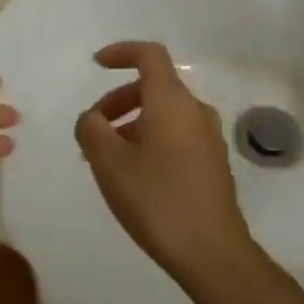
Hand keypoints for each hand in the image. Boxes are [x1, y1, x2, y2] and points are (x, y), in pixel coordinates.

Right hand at [74, 42, 256, 282]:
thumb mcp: (108, 162)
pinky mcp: (213, 164)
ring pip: (164, 114)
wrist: (211, 251)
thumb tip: (93, 118)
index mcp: (171, 101)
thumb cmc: (156, 199)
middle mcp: (195, 111)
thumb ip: (91, 128)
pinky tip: (134, 175)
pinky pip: (176, 135)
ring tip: (107, 158)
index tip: (97, 65)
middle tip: (93, 130)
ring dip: (132, 124)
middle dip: (118, 100)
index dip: (121, 52)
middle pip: (154, 87)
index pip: (149, 55)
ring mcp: (208, 138)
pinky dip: (150, 140)